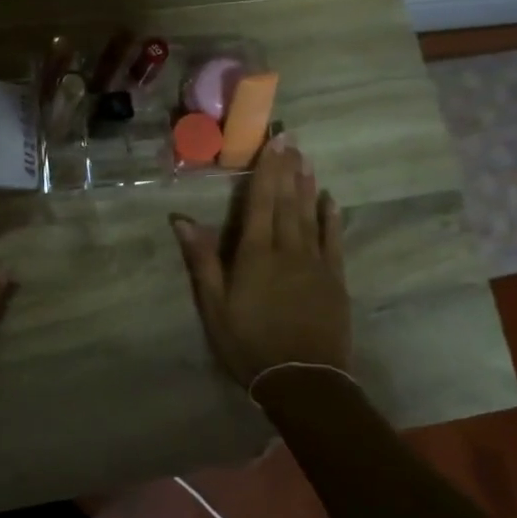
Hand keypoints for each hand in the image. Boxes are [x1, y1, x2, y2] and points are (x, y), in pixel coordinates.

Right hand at [171, 136, 351, 388]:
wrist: (303, 380)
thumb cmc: (249, 343)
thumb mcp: (215, 306)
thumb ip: (202, 260)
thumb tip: (182, 220)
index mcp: (255, 253)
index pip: (261, 202)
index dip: (266, 170)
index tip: (272, 143)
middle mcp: (287, 248)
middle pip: (287, 201)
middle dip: (288, 168)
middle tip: (292, 138)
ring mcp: (315, 262)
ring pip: (310, 214)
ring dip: (308, 184)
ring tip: (307, 158)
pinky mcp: (334, 279)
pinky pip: (333, 240)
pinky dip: (331, 217)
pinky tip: (330, 199)